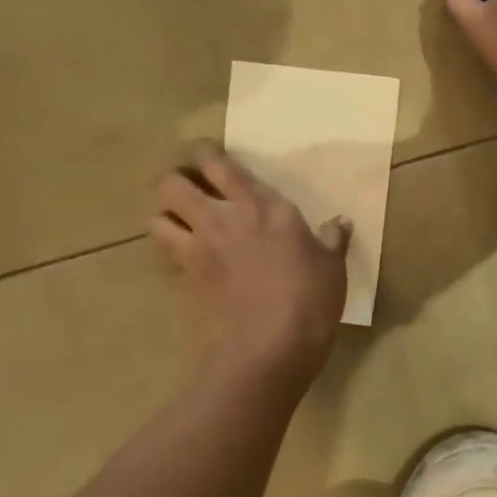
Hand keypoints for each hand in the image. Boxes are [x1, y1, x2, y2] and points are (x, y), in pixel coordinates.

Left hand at [150, 144, 350, 387]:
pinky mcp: (187, 279)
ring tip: (180, 219)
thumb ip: (332, 239)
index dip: (205, 152)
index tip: (206, 152)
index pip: (220, 165)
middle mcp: (223, 218)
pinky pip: (166, 253)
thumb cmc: (310, 297)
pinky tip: (187, 255)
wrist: (271, 344)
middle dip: (173, 178)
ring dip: (164, 214)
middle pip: (172, 183)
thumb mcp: (332, 265)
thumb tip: (340, 223)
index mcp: (263, 206)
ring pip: (157, 217)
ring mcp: (199, 249)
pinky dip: (170, 249)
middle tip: (187, 184)